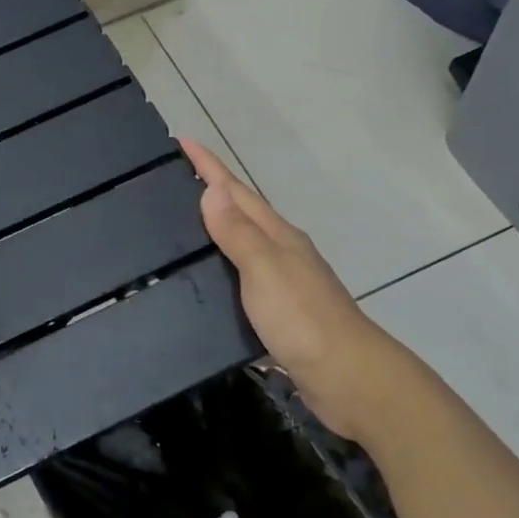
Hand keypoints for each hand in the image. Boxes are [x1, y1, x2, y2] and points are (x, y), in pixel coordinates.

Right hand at [183, 139, 392, 438]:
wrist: (347, 377)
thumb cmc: (302, 319)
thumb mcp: (265, 269)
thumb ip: (238, 232)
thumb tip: (212, 189)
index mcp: (277, 236)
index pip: (236, 191)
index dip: (210, 167)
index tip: (182, 140)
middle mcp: (281, 253)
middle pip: (241, 212)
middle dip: (210, 192)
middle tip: (171, 179)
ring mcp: (282, 284)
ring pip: (241, 246)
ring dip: (215, 230)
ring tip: (179, 225)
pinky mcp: (278, 315)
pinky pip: (241, 280)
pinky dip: (221, 270)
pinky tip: (204, 283)